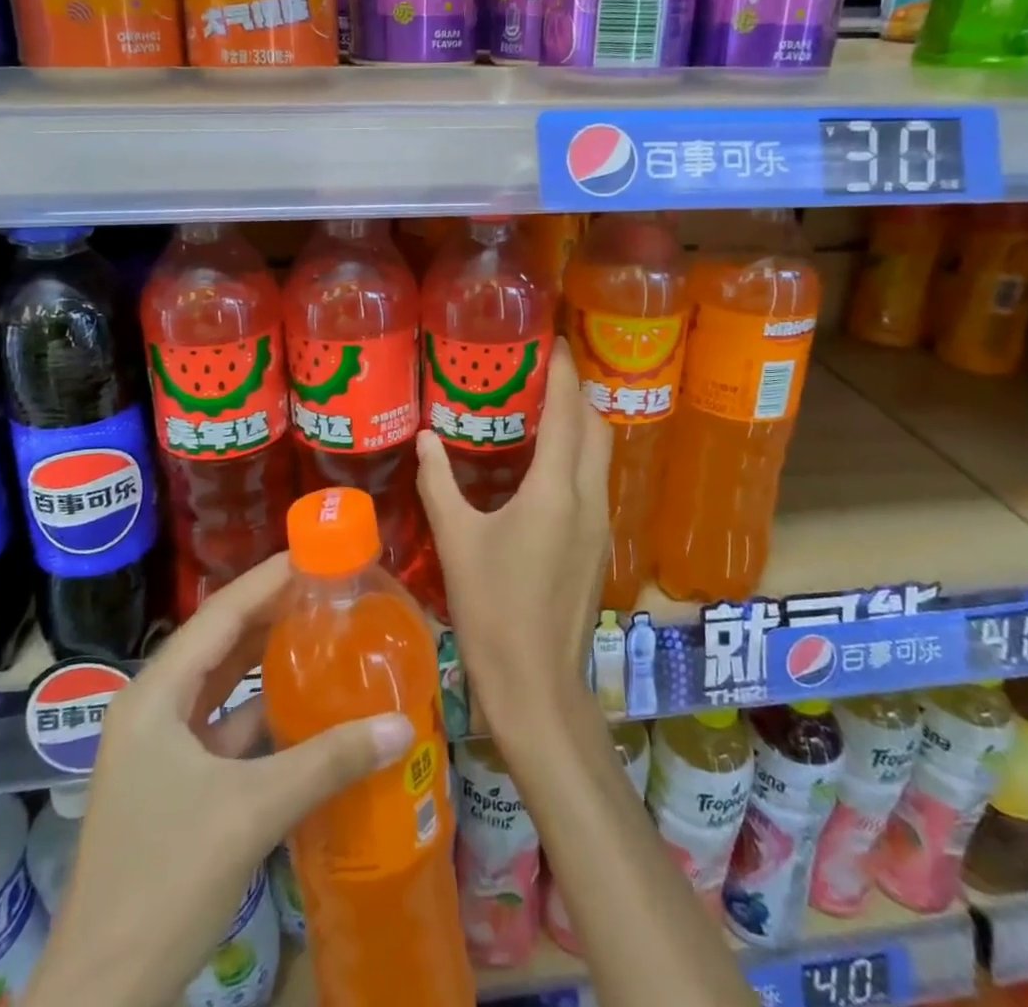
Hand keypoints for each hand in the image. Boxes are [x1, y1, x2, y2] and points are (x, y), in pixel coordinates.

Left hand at [30, 554, 414, 1006]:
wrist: (101, 998)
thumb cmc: (164, 882)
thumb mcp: (251, 811)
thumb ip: (327, 762)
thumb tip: (401, 726)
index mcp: (154, 697)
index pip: (218, 615)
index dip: (266, 580)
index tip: (314, 553)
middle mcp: (153, 710)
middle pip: (219, 642)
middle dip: (271, 612)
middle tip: (329, 588)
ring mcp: (162, 750)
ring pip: (222, 685)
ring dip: (267, 660)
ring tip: (323, 630)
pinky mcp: (177, 784)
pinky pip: (226, 726)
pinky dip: (263, 711)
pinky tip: (305, 704)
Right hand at [415, 345, 612, 734]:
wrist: (538, 687)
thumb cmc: (493, 610)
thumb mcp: (457, 542)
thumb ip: (440, 484)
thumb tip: (425, 439)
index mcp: (556, 490)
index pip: (568, 413)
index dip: (565, 372)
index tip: (554, 341)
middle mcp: (589, 498)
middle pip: (596, 427)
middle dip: (577, 394)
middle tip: (543, 374)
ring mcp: (600, 524)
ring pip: (601, 456)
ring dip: (581, 426)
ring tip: (543, 411)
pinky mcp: (598, 547)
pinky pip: (595, 483)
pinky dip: (578, 458)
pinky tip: (545, 469)